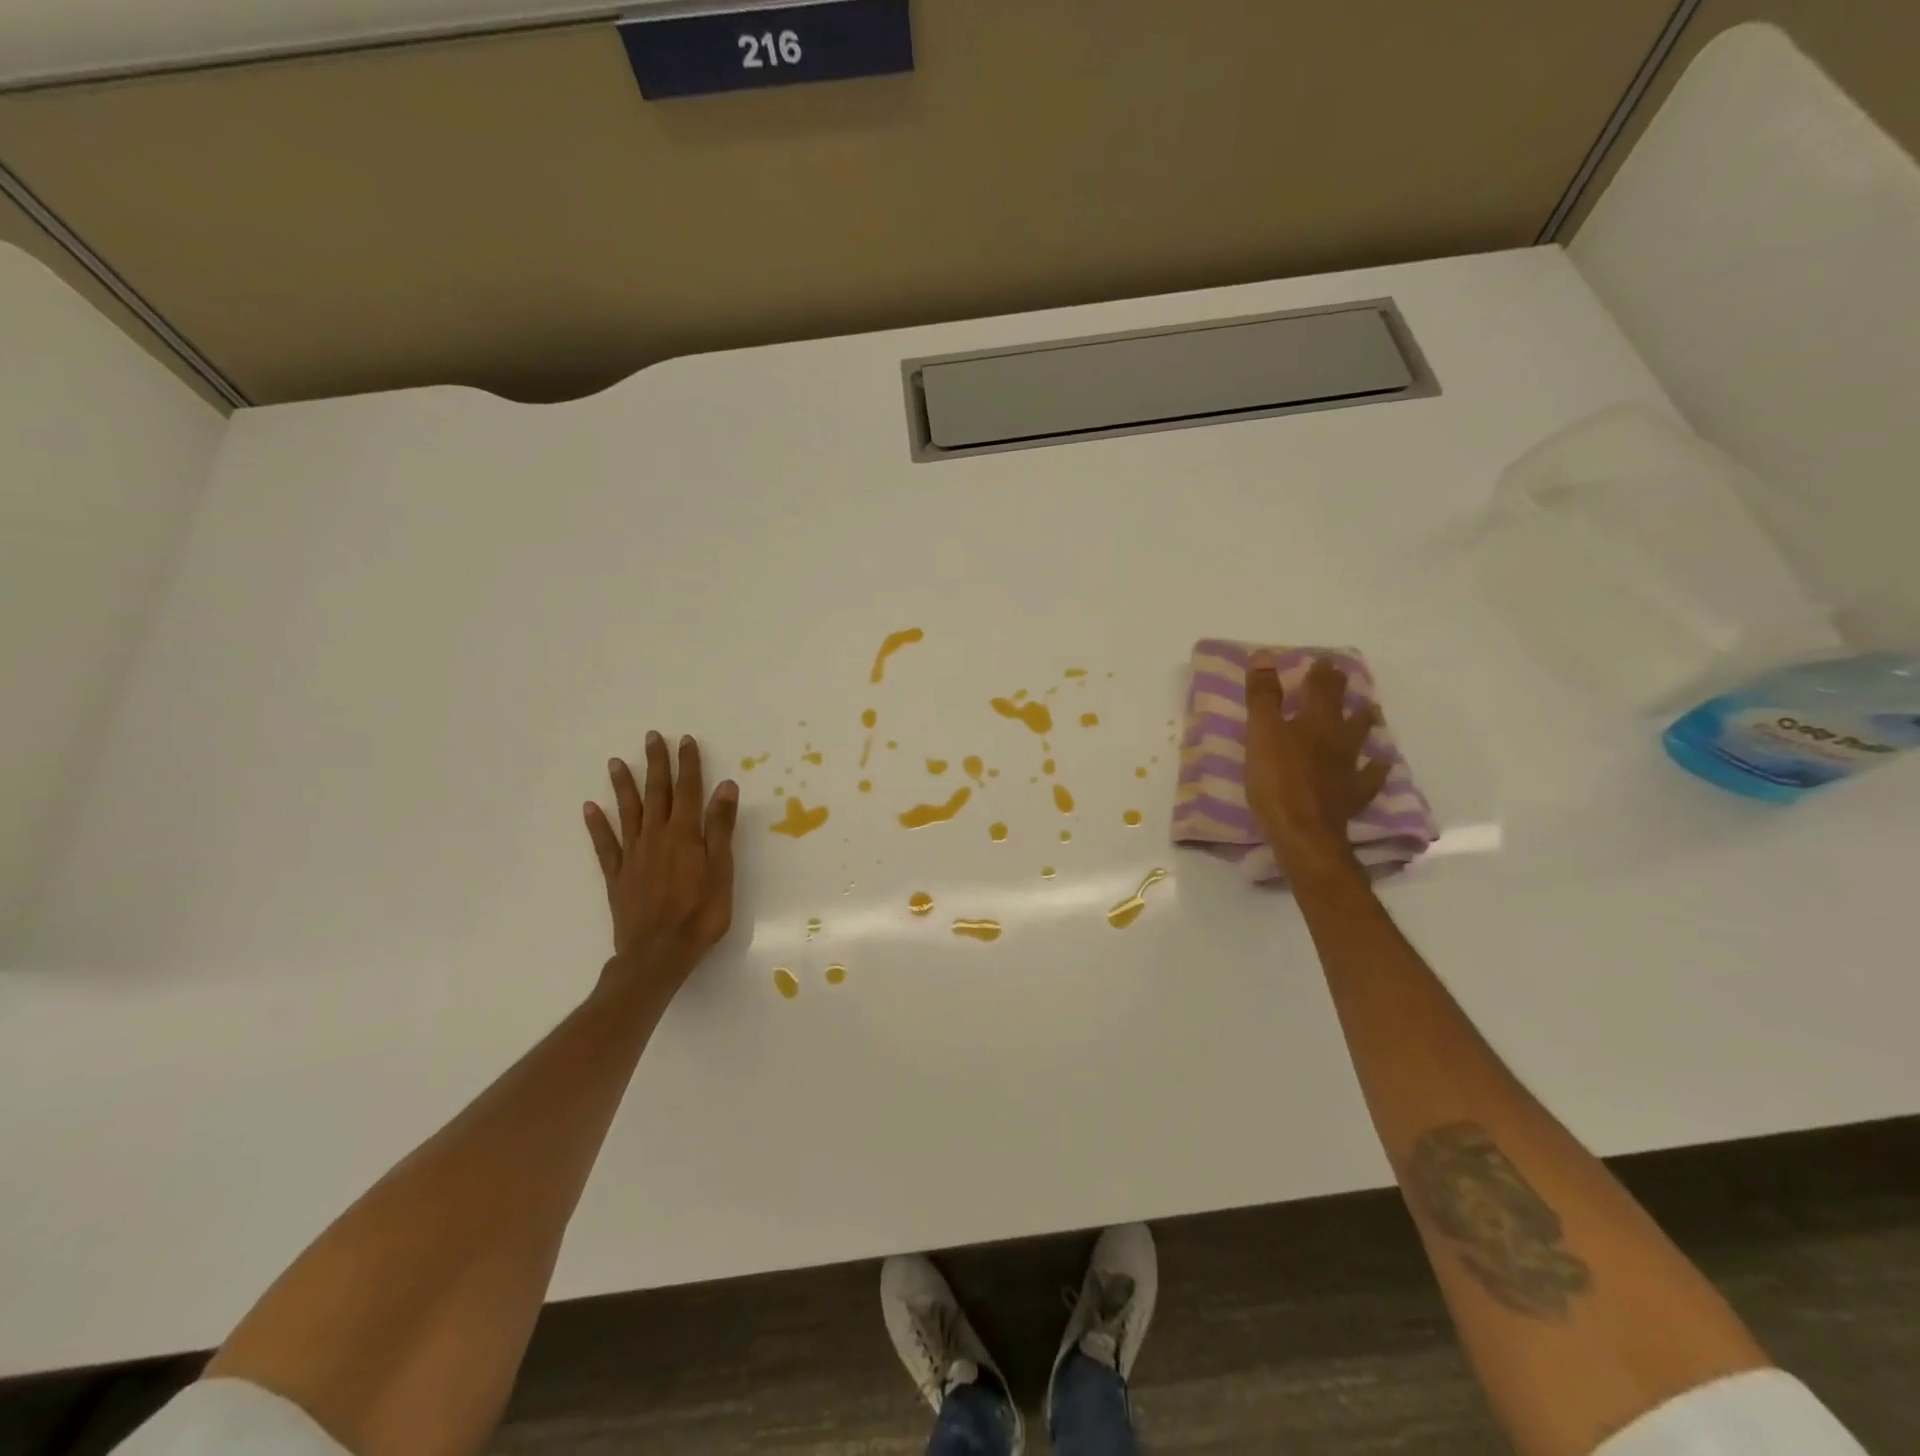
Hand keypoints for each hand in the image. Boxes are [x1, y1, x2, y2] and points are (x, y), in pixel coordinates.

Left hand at [583, 732, 738, 995]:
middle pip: (657, 793)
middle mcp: (657, 836)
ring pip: (628, 812)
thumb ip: (720, 828)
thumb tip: (725, 787)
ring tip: (616, 762)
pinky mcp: (618, 875)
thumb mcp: (722, 870)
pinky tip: (590, 808)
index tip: (685, 740)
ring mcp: (634, 855)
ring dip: (624, 786)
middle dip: (656, 764)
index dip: (688, 764)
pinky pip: (605, 844)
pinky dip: (597, 825)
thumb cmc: (701, 914)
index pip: (689, 790)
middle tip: (651, 737)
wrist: (658, 954)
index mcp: (685, 834)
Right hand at [1245, 652, 1389, 875]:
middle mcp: (1337, 738)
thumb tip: (1265, 655)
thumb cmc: (1276, 780)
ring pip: (1360, 737)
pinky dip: (1376, 768)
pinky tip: (1382, 764)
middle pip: (1342, 709)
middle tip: (1343, 678)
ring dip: (1363, 722)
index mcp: (1314, 721)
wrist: (1304, 832)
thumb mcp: (1260, 734)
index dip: (1321, 672)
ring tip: (1369, 712)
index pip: (1320, 688)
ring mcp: (1349, 767)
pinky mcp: (1352, 794)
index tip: (1323, 660)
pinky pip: (1370, 776)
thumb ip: (1263, 696)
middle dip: (1340, 691)